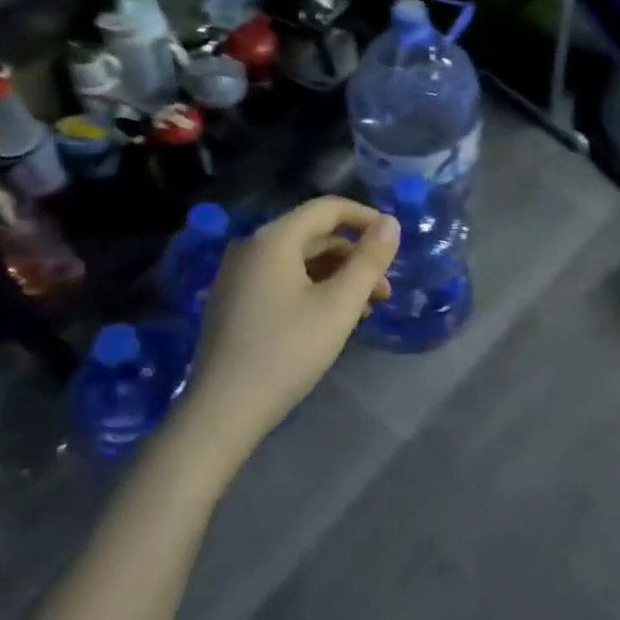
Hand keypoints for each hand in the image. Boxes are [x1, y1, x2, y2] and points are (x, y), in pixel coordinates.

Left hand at [178, 197, 397, 467]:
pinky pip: (282, 280)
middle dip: (355, 257)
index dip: (366, 218)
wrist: (223, 410)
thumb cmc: (287, 351)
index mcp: (273, 239)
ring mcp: (238, 276)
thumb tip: (391, 222)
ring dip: (337, 277)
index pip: (327, 208)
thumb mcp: (339, 305)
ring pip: (299, 261)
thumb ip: (369, 260)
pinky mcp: (234, 302)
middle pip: (314, 236)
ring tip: (365, 310)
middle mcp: (251, 248)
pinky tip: (332, 320)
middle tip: (385, 290)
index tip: (395, 241)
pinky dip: (313, 290)